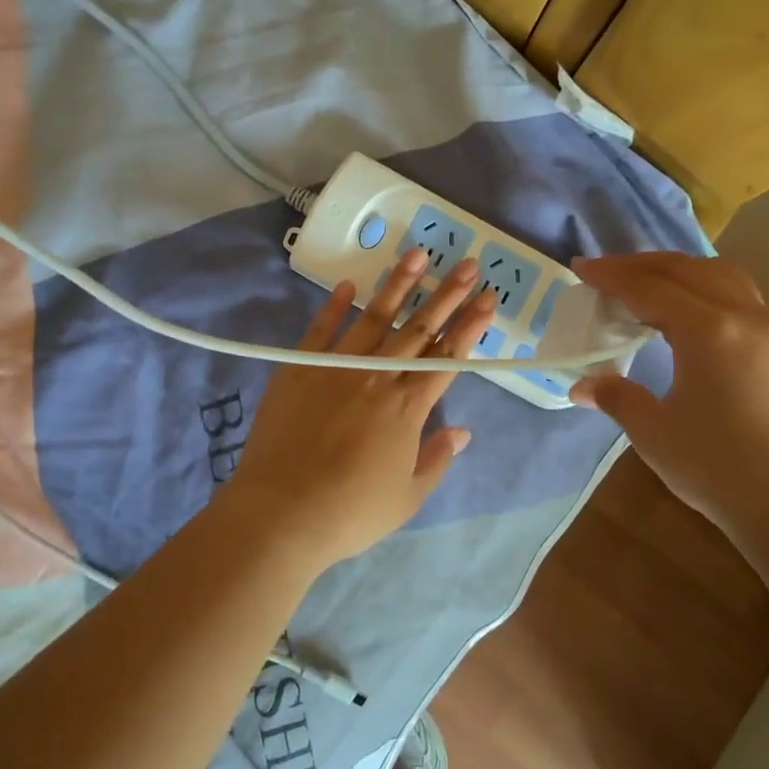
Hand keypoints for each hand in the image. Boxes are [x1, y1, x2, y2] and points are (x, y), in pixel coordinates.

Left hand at [217, 247, 495, 571]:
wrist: (280, 513)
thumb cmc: (350, 512)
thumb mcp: (407, 497)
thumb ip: (436, 460)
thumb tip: (463, 431)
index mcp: (408, 408)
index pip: (447, 357)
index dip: (470, 327)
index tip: (488, 299)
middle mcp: (377, 378)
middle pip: (419, 329)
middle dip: (448, 295)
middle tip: (468, 264)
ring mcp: (336, 368)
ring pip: (375, 318)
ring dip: (399, 285)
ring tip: (419, 255)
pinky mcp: (299, 369)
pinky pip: (321, 330)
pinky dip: (335, 306)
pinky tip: (350, 285)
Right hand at [568, 252, 768, 542]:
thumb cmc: (718, 468)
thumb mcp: (654, 432)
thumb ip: (617, 397)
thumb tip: (582, 385)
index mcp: (708, 330)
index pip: (649, 288)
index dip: (611, 276)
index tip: (580, 268)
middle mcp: (744, 316)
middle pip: (687, 270)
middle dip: (642, 265)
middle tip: (607, 273)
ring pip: (722, 276)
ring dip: (680, 272)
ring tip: (650, 287)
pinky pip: (741, 297)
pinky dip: (707, 290)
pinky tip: (692, 316)